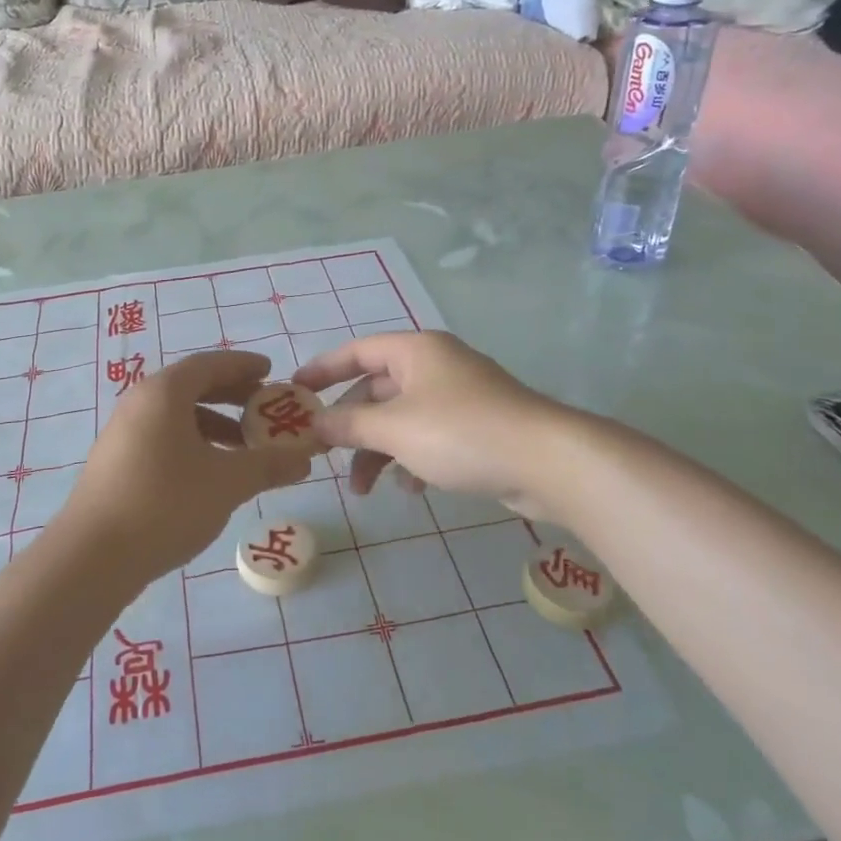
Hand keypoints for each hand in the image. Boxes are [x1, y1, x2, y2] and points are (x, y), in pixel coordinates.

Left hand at [54, 350, 311, 584]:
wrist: (92, 557)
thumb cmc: (165, 503)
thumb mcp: (227, 482)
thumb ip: (268, 465)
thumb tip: (305, 458)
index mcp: (164, 393)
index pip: (209, 364)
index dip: (243, 366)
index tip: (270, 371)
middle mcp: (139, 404)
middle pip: (192, 387)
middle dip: (232, 396)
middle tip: (264, 409)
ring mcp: (123, 434)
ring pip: (177, 417)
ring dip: (214, 426)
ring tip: (245, 449)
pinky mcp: (116, 464)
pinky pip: (163, 438)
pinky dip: (193, 445)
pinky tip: (211, 475)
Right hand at [295, 332, 567, 512]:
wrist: (547, 462)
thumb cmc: (460, 433)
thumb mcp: (394, 428)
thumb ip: (348, 424)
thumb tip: (313, 423)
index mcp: (415, 351)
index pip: (356, 351)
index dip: (323, 370)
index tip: (294, 392)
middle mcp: (435, 366)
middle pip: (377, 390)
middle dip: (350, 426)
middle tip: (325, 455)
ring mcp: (458, 397)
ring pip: (401, 419)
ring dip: (378, 451)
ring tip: (364, 489)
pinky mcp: (477, 428)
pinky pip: (428, 438)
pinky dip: (411, 459)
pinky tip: (411, 489)